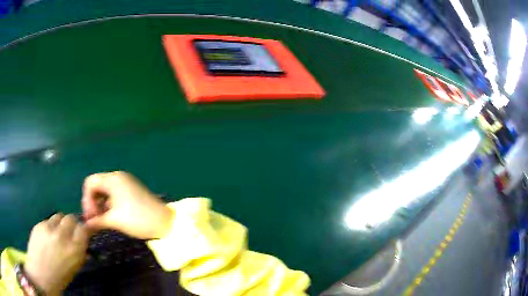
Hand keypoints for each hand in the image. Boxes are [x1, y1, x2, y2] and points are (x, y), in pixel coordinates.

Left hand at [25, 214, 88, 295]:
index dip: (85, 229)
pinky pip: (48, 221)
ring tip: (57, 234)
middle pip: (71, 218)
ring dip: (61, 223)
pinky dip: (50, 227)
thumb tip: (84, 245)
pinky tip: (47, 238)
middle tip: (70, 233)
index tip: (85, 232)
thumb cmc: (59, 278)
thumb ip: (79, 254)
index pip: (83, 229)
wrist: (40, 276)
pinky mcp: (39, 225)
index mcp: (74, 251)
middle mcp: (62, 236)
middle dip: (72, 224)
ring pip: (59, 216)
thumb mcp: (73, 269)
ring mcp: (48, 229)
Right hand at [82, 171, 173, 238]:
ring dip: (100, 204)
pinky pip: (114, 195)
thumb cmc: (138, 219)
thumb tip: (86, 225)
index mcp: (113, 179)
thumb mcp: (115, 220)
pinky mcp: (131, 191)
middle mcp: (118, 177)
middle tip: (93, 219)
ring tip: (100, 220)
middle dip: (92, 202)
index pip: (90, 182)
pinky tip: (109, 217)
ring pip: (105, 191)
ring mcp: (126, 183)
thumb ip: (97, 221)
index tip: (90, 216)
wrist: (165, 223)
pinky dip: (108, 205)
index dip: (86, 199)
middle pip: (97, 185)